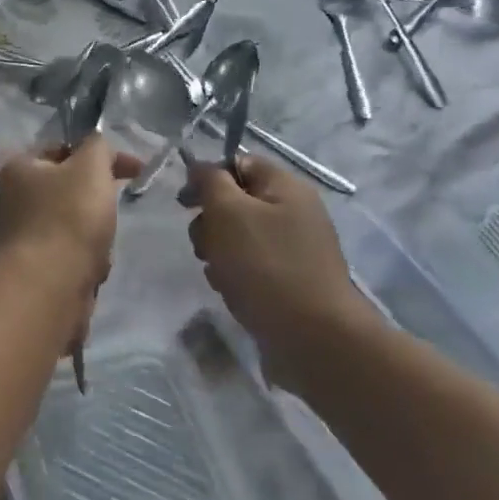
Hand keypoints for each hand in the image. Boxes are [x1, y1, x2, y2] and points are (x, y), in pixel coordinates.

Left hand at [0, 135, 139, 293]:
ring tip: (99, 248)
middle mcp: (13, 199)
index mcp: (19, 168)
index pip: (63, 149)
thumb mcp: (91, 166)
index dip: (101, 155)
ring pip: (75, 226)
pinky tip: (91, 271)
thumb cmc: (68, 218)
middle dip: (99, 201)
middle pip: (71, 190)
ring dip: (96, 236)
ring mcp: (22, 236)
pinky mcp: (34, 269)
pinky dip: (86, 262)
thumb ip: (98, 147)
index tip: (135, 170)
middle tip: (111, 212)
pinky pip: (71, 257)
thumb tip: (98, 146)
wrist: (47, 287)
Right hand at [184, 156, 377, 351]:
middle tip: (206, 245)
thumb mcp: (229, 212)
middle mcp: (293, 212)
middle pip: (234, 202)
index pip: (239, 163)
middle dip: (210, 223)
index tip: (185, 203)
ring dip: (218, 252)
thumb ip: (211, 182)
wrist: (312, 336)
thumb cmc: (266, 265)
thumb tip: (201, 167)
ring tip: (221, 274)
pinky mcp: (288, 280)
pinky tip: (233, 291)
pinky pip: (249, 266)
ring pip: (236, 237)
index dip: (208, 178)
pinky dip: (234, 275)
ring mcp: (292, 248)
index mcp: (285, 187)